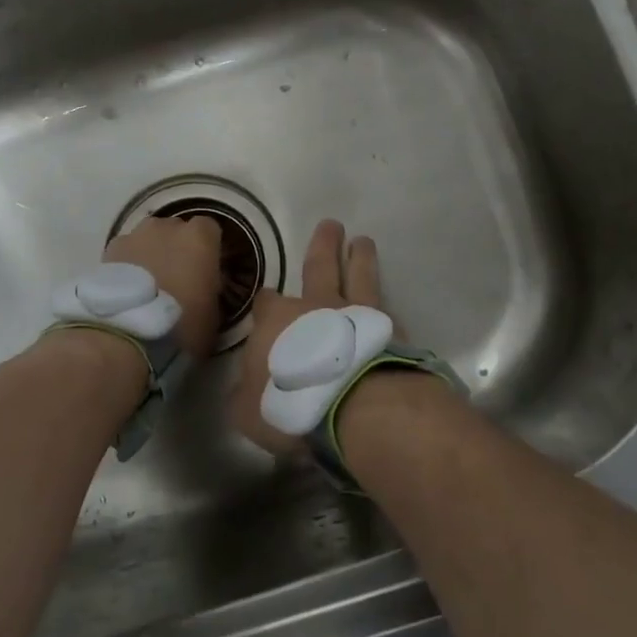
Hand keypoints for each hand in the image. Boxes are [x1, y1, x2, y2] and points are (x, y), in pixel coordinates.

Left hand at [103, 214, 223, 358]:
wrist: (127, 335)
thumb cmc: (181, 325)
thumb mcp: (213, 312)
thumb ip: (210, 287)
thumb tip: (203, 284)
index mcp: (200, 239)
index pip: (209, 229)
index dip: (207, 248)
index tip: (205, 269)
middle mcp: (168, 227)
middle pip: (176, 229)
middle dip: (178, 247)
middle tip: (176, 277)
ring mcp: (136, 235)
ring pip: (149, 237)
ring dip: (152, 252)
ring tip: (149, 283)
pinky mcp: (110, 249)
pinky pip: (126, 250)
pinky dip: (128, 263)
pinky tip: (127, 288)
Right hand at [229, 218, 392, 454]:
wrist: (356, 405)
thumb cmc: (293, 405)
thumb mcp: (250, 411)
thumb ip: (245, 394)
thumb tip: (245, 387)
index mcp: (277, 321)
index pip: (266, 302)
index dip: (266, 303)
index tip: (266, 303)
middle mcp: (316, 307)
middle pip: (319, 267)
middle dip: (322, 246)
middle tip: (331, 225)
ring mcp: (357, 315)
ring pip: (358, 276)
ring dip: (360, 258)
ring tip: (363, 242)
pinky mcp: (390, 331)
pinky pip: (385, 308)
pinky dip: (385, 300)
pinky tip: (388, 301)